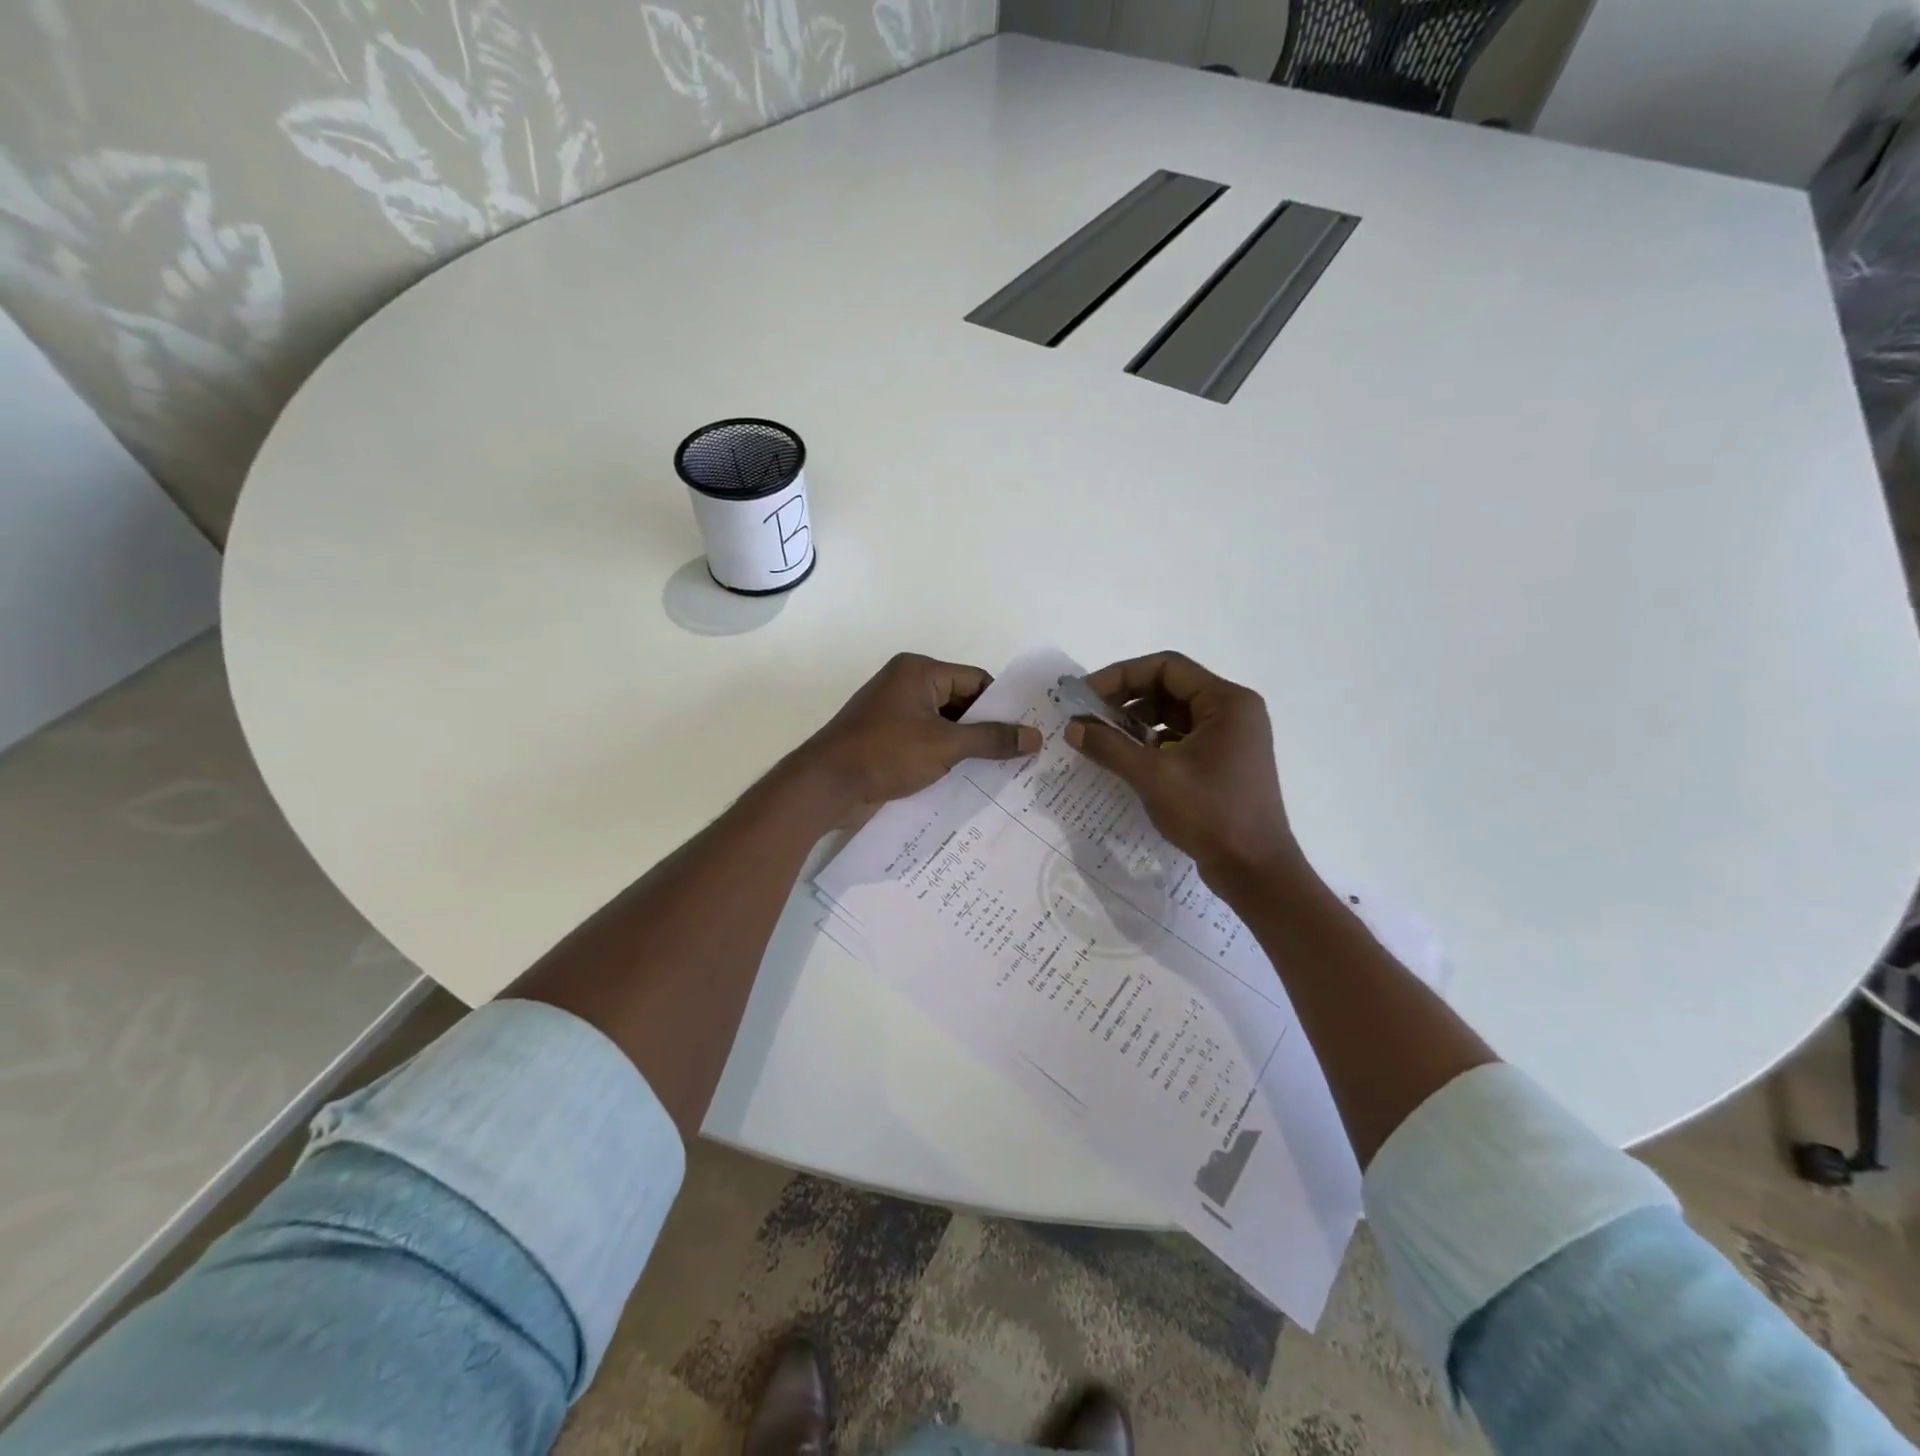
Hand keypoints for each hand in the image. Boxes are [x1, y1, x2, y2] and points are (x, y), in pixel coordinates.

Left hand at [800, 653, 1040, 811]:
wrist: (826, 785)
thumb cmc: (886, 753)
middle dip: (986, 729)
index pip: (975, 681)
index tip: (1027, 732)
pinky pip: (926, 742)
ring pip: (944, 726)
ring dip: (967, 747)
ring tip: (1002, 772)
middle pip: (961, 703)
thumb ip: (991, 739)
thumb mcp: (945, 745)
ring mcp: (894, 714)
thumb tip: (1035, 737)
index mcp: (919, 672)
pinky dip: (945, 757)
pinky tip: (968, 780)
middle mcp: (906, 685)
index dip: (1002, 706)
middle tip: (1021, 755)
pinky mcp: (886, 740)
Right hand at [1064, 651, 1302, 884]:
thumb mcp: (1153, 777)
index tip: (1086, 696)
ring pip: (1174, 713)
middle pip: (1170, 686)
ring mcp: (1231, 736)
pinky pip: (1182, 736)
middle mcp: (1234, 710)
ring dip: (1137, 720)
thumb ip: (1109, 746)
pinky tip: (1128, 757)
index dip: (1121, 675)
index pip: (1167, 667)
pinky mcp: (1224, 760)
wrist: (1255, 870)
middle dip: (1126, 697)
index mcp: (1227, 701)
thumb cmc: (1210, 814)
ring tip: (1103, 737)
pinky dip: (1153, 740)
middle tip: (1089, 716)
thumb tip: (1073, 727)